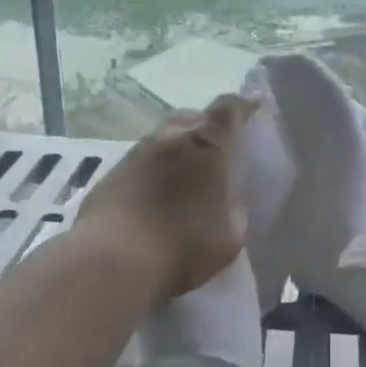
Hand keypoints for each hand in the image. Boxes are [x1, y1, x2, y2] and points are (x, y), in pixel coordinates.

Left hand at [76, 94, 257, 298]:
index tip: (253, 109)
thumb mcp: (230, 236)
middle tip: (218, 151)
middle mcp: (171, 136)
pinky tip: (156, 196)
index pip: (230, 108)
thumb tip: (229, 201)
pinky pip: (142, 162)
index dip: (244, 106)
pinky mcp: (111, 173)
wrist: (112, 260)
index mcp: (208, 144)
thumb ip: (236, 209)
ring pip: (165, 138)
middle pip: (194, 117)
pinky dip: (154, 171)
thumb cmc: (184, 245)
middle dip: (208, 127)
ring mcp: (136, 152)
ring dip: (178, 150)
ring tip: (186, 177)